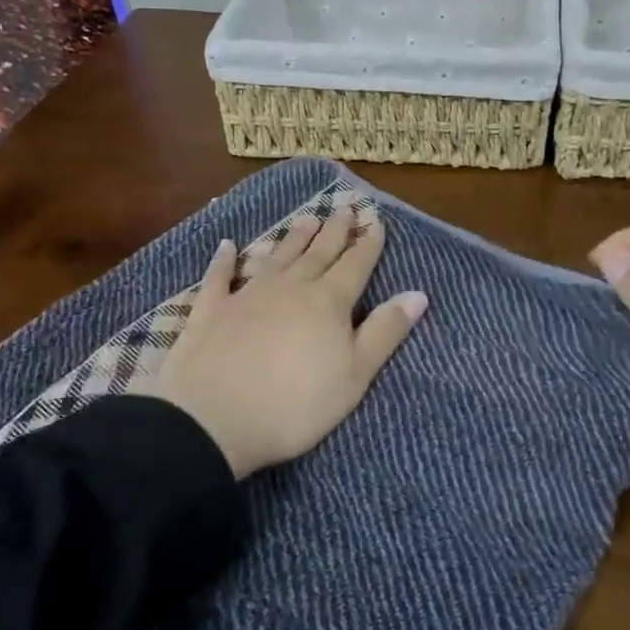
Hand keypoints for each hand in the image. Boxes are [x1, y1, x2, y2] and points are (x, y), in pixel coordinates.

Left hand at [139, 211, 427, 477]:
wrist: (212, 420)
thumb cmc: (294, 405)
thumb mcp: (354, 376)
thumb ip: (385, 332)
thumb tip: (418, 294)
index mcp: (328, 302)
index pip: (355, 264)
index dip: (368, 243)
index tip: (375, 221)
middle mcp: (290, 287)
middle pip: (318, 253)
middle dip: (334, 231)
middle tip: (344, 209)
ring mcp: (247, 295)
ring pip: (277, 257)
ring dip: (293, 238)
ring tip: (306, 219)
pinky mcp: (210, 310)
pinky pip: (220, 276)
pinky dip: (224, 260)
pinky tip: (227, 246)